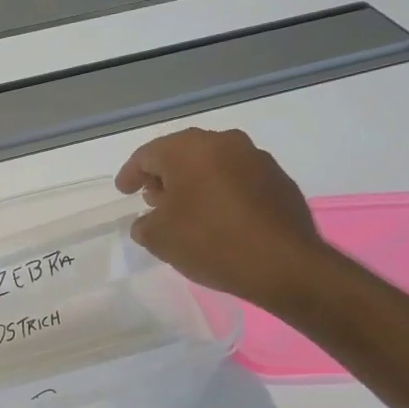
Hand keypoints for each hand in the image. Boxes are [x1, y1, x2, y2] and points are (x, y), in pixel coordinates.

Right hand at [115, 128, 330, 310]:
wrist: (285, 265)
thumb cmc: (211, 242)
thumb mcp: (159, 238)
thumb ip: (144, 224)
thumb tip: (150, 220)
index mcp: (189, 149)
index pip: (147, 155)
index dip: (130, 174)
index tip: (123, 191)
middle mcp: (223, 143)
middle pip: (182, 154)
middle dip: (164, 175)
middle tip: (152, 198)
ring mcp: (256, 159)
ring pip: (212, 164)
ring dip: (194, 182)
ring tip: (185, 209)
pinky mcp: (278, 179)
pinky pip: (237, 178)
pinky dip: (221, 191)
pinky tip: (218, 217)